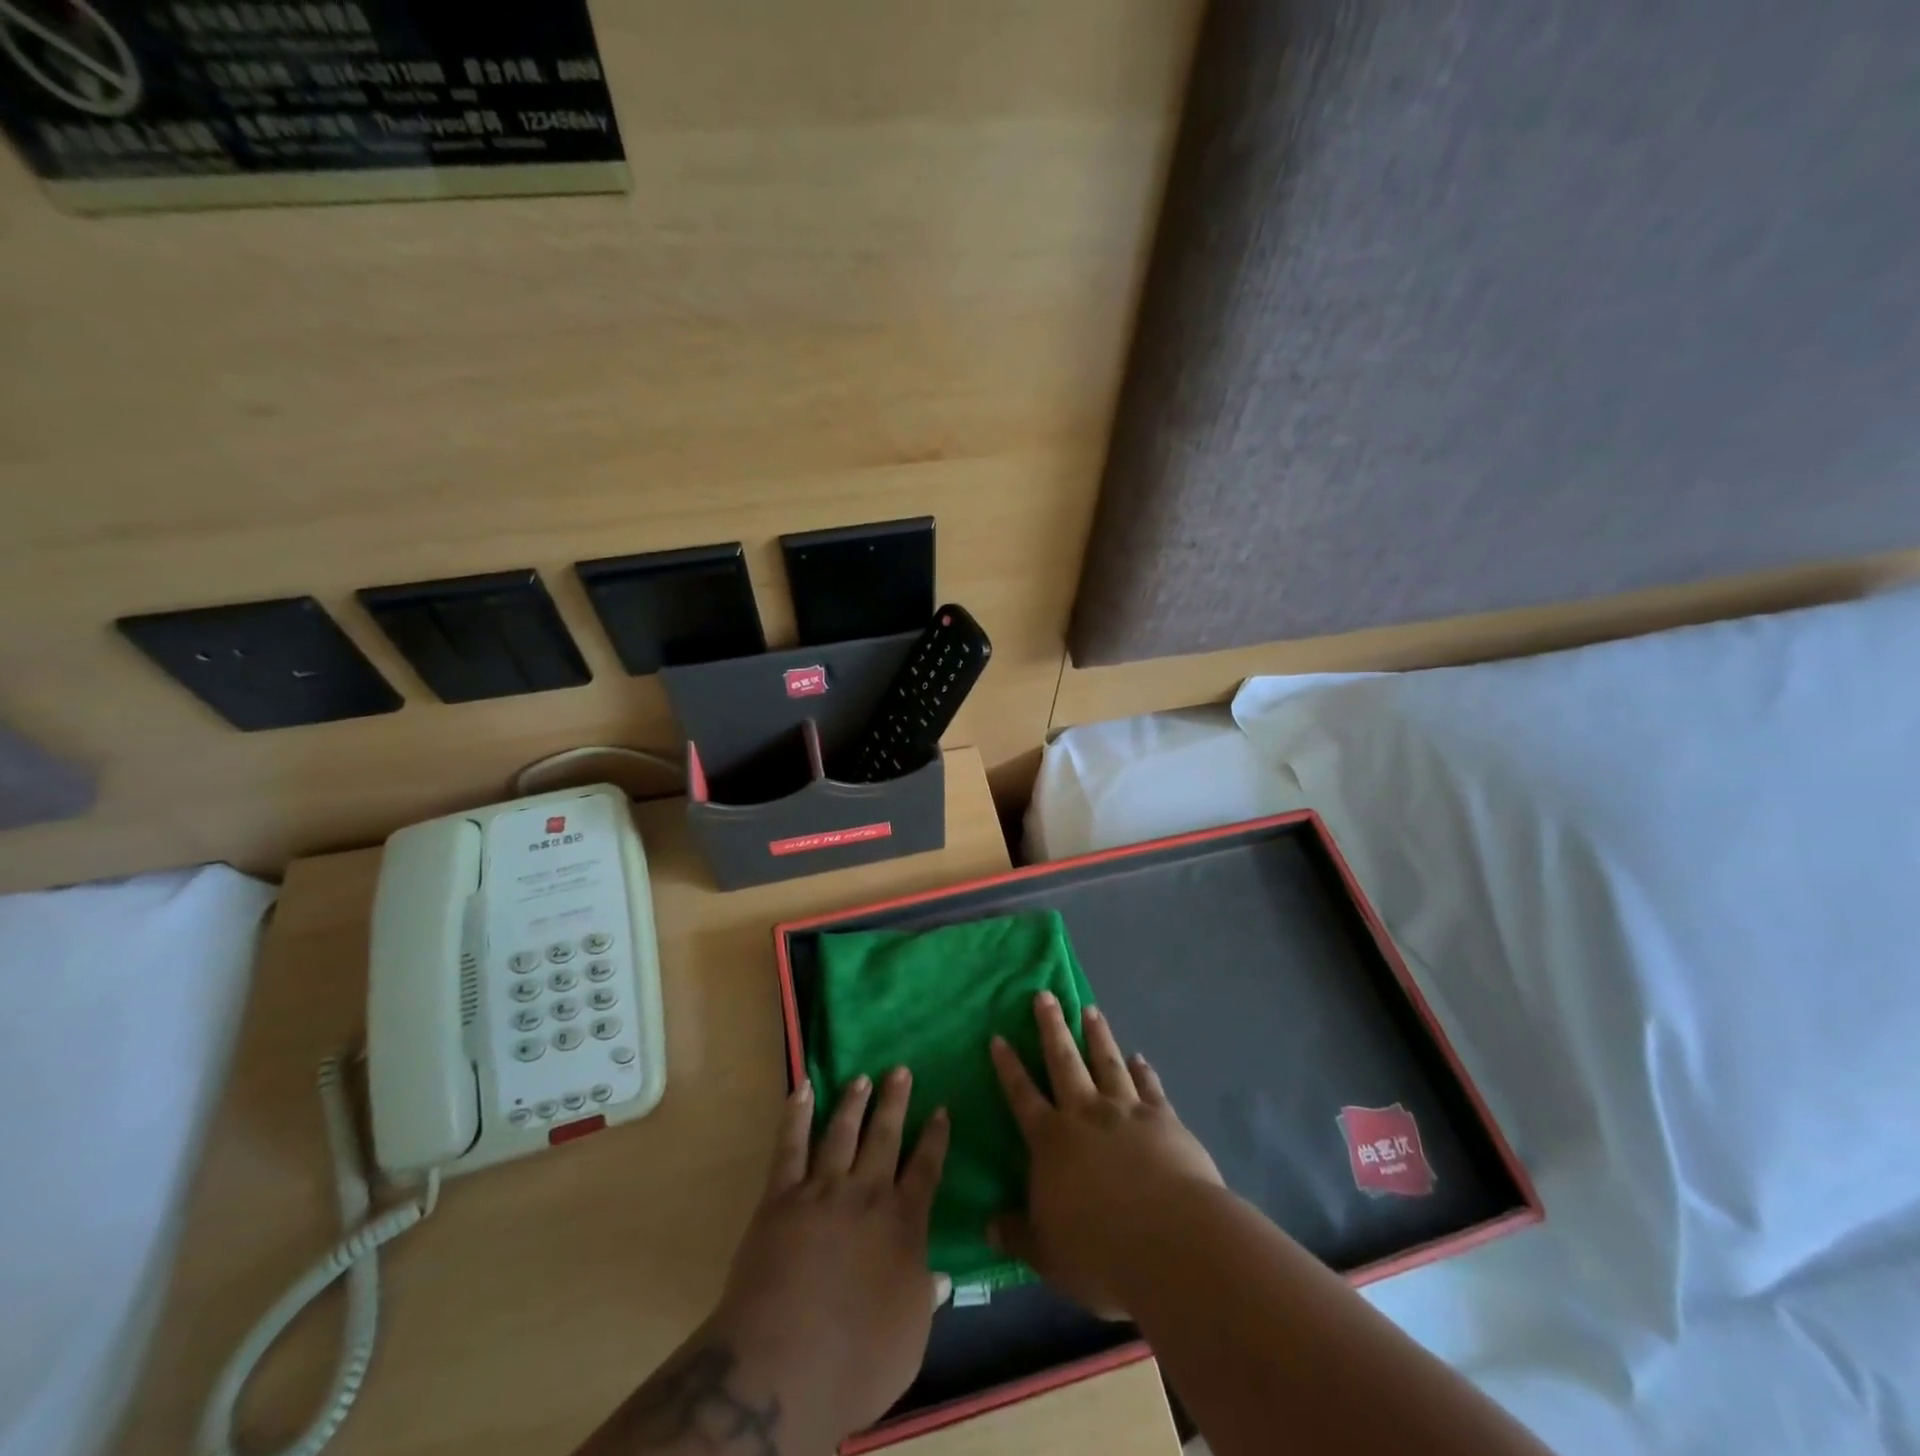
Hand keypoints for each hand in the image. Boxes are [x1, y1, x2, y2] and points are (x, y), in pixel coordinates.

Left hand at [708, 1070, 950, 1445]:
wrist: (784, 1364)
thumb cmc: (857, 1360)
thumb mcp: (910, 1340)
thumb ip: (925, 1299)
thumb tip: (944, 1276)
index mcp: (903, 1224)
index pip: (925, 1170)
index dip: (934, 1138)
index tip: (940, 1109)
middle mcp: (866, 1195)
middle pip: (884, 1137)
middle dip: (894, 1102)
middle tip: (900, 1070)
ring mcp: (822, 1190)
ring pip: (841, 1133)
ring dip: (853, 1103)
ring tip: (862, 1078)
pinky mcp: (781, 1197)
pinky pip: (790, 1147)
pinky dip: (796, 1115)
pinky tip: (802, 1089)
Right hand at [989, 992, 1222, 1318]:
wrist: (1171, 1241)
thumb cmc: (1100, 1251)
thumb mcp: (1047, 1254)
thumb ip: (1018, 1235)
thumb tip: (987, 1226)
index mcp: (1051, 1141)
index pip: (1022, 1095)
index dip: (1009, 1067)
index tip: (999, 1037)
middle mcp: (1086, 1114)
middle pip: (1064, 1061)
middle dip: (1052, 1027)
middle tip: (1045, 995)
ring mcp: (1127, 1111)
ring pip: (1106, 1062)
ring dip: (1097, 1035)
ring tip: (1090, 1009)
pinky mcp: (1164, 1120)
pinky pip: (1150, 1087)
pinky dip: (1144, 1070)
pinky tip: (1140, 1058)